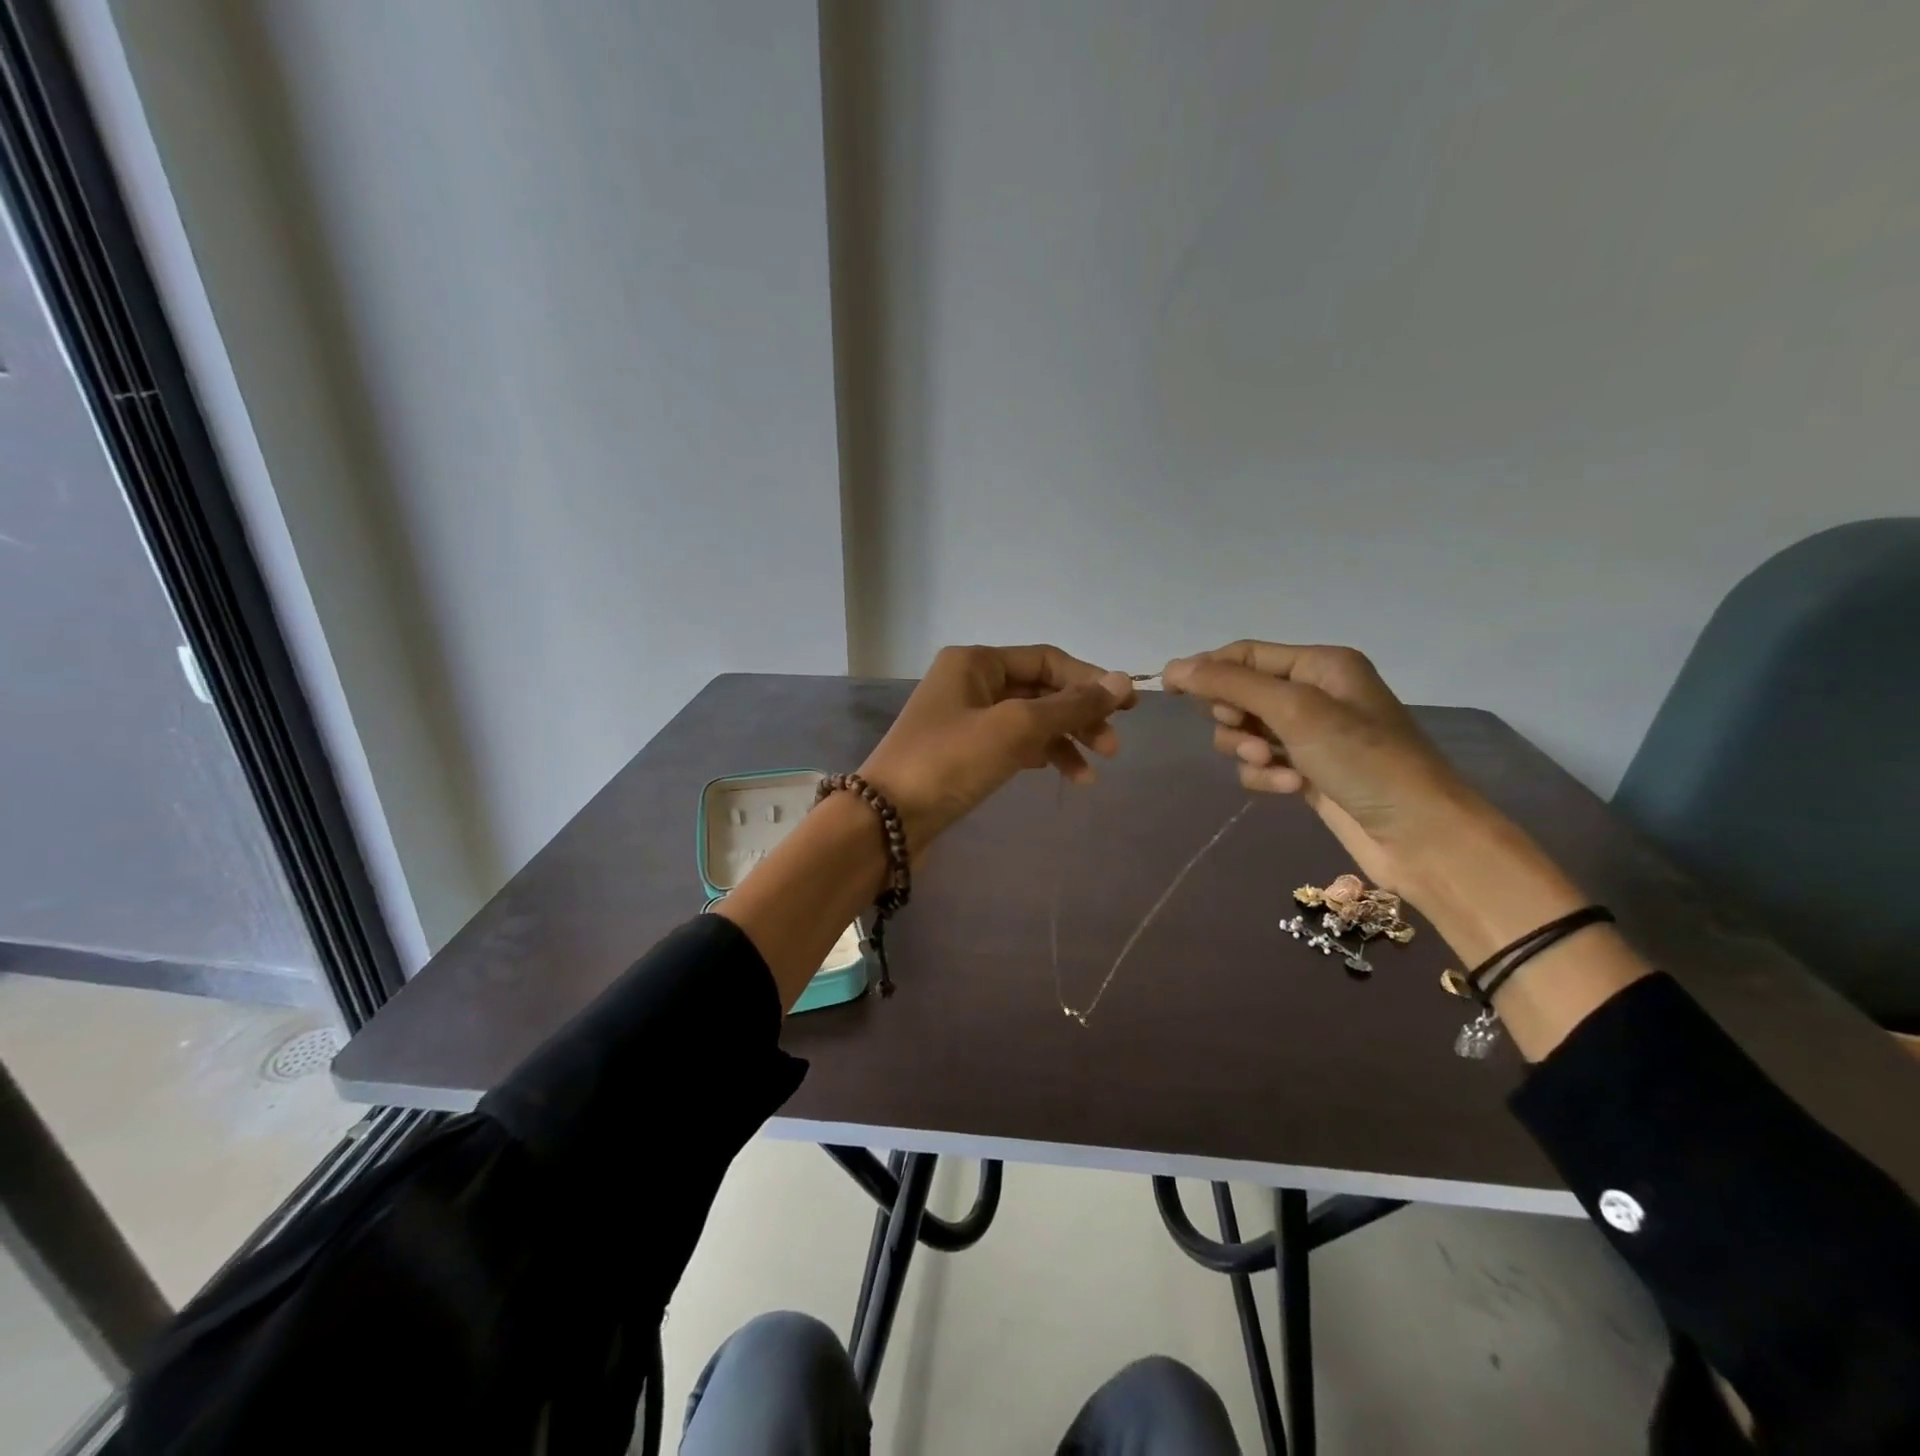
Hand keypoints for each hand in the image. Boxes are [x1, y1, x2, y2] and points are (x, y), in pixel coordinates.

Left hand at [860, 645, 1135, 856]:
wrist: (888, 819)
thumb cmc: (950, 761)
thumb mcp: (1015, 728)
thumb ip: (1070, 705)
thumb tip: (1124, 681)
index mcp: (975, 662)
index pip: (1047, 660)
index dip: (1089, 680)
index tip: (1126, 709)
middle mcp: (969, 682)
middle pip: (1040, 690)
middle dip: (1078, 717)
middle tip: (1112, 748)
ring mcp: (965, 719)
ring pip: (1029, 721)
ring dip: (1063, 742)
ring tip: (1091, 776)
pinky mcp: (964, 753)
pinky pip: (1013, 744)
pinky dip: (1040, 756)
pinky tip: (1063, 775)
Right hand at [1161, 640, 1486, 892]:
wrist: (1419, 835)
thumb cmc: (1362, 759)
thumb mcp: (1294, 711)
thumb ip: (1231, 685)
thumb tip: (1172, 666)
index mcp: (1320, 664)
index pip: (1246, 654)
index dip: (1207, 669)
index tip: (1168, 690)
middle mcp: (1314, 693)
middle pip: (1240, 694)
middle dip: (1235, 718)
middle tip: (1250, 736)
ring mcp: (1310, 736)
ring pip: (1245, 733)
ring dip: (1249, 751)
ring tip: (1275, 767)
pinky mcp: (1306, 772)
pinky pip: (1261, 764)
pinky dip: (1267, 776)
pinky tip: (1291, 788)